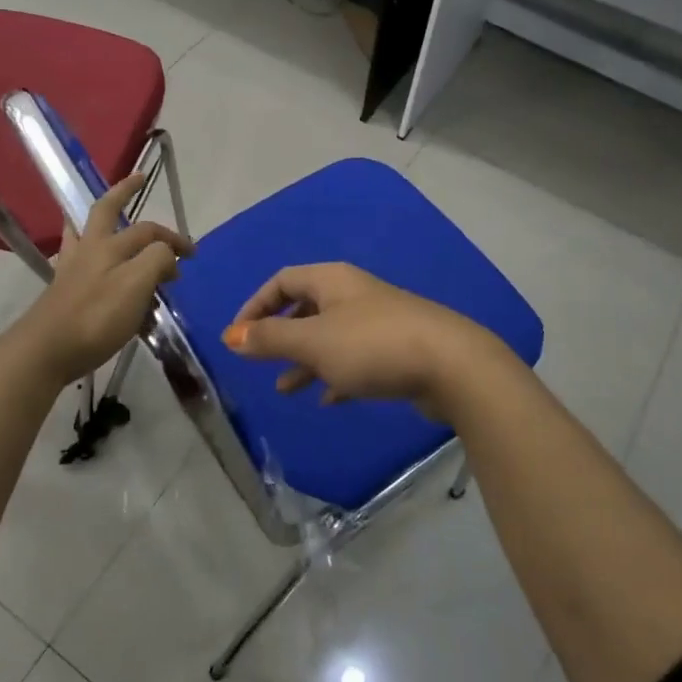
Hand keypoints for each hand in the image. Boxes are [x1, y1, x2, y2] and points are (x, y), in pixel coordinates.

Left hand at [9, 174, 192, 385]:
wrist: (45, 351)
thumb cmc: (95, 317)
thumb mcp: (136, 285)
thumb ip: (156, 261)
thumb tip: (167, 255)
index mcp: (109, 245)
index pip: (149, 232)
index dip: (173, 239)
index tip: (192, 255)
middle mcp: (89, 249)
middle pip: (106, 211)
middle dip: (123, 192)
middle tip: (138, 178)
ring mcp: (71, 268)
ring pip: (85, 231)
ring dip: (98, 218)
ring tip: (107, 212)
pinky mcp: (62, 290)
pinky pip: (77, 257)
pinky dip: (86, 248)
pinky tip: (90, 258)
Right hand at [222, 262, 511, 415]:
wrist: (451, 365)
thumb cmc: (372, 345)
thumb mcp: (313, 342)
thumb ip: (271, 339)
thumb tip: (231, 335)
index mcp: (331, 281)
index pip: (282, 281)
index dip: (256, 305)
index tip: (238, 337)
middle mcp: (353, 294)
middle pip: (306, 307)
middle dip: (280, 335)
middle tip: (261, 362)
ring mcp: (378, 321)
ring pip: (329, 337)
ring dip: (305, 360)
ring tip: (286, 390)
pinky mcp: (396, 350)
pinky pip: (355, 359)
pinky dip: (336, 375)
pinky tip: (328, 400)